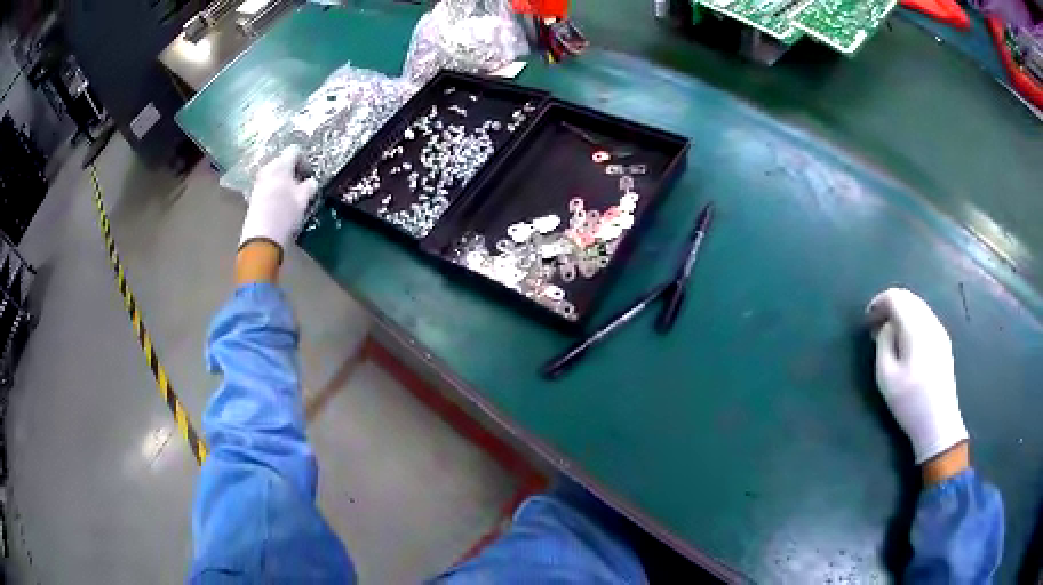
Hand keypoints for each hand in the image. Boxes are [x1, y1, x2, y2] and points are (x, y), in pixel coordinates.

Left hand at [239, 146, 318, 256]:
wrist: (261, 238)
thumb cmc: (285, 214)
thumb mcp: (304, 199)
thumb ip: (310, 186)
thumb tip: (311, 182)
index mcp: (281, 165)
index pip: (295, 151)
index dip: (305, 161)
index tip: (308, 175)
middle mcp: (267, 169)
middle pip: (282, 162)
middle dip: (293, 172)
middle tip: (301, 186)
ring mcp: (258, 182)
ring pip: (274, 175)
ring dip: (283, 182)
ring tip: (290, 198)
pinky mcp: (253, 196)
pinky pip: (267, 186)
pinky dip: (275, 190)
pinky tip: (279, 205)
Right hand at [866, 287, 967, 464]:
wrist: (938, 423)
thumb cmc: (909, 403)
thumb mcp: (886, 377)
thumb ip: (883, 344)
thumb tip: (886, 326)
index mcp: (915, 328)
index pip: (896, 297)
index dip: (879, 302)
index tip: (867, 319)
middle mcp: (930, 322)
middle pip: (908, 298)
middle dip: (890, 305)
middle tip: (875, 326)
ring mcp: (939, 331)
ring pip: (918, 306)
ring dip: (901, 312)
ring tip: (889, 334)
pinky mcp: (943, 341)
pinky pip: (925, 318)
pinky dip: (912, 320)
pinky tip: (905, 341)